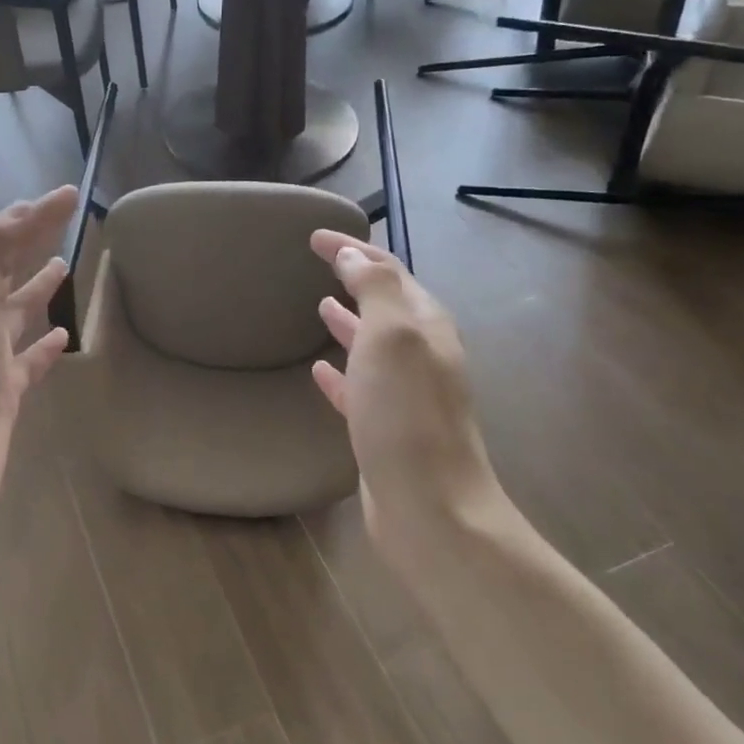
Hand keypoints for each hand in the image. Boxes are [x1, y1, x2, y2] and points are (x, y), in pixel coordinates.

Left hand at [0, 188, 78, 516]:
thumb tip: (14, 214)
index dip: (31, 214)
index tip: (70, 193)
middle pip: (4, 271)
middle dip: (29, 241)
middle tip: (65, 219)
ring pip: (15, 313)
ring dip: (36, 287)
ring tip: (65, 265)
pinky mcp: (2, 399)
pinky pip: (27, 361)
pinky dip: (44, 344)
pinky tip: (64, 336)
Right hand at [309, 231, 505, 535]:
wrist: (429, 507)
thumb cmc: (406, 416)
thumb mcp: (392, 337)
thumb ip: (374, 290)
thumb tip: (354, 255)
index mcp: (426, 326)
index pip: (388, 271)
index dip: (352, 249)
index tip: (314, 236)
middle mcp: (422, 355)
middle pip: (386, 305)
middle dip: (355, 279)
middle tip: (321, 263)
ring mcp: (406, 395)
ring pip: (373, 346)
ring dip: (349, 322)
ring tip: (319, 305)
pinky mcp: (386, 429)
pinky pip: (360, 388)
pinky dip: (340, 372)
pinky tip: (317, 369)